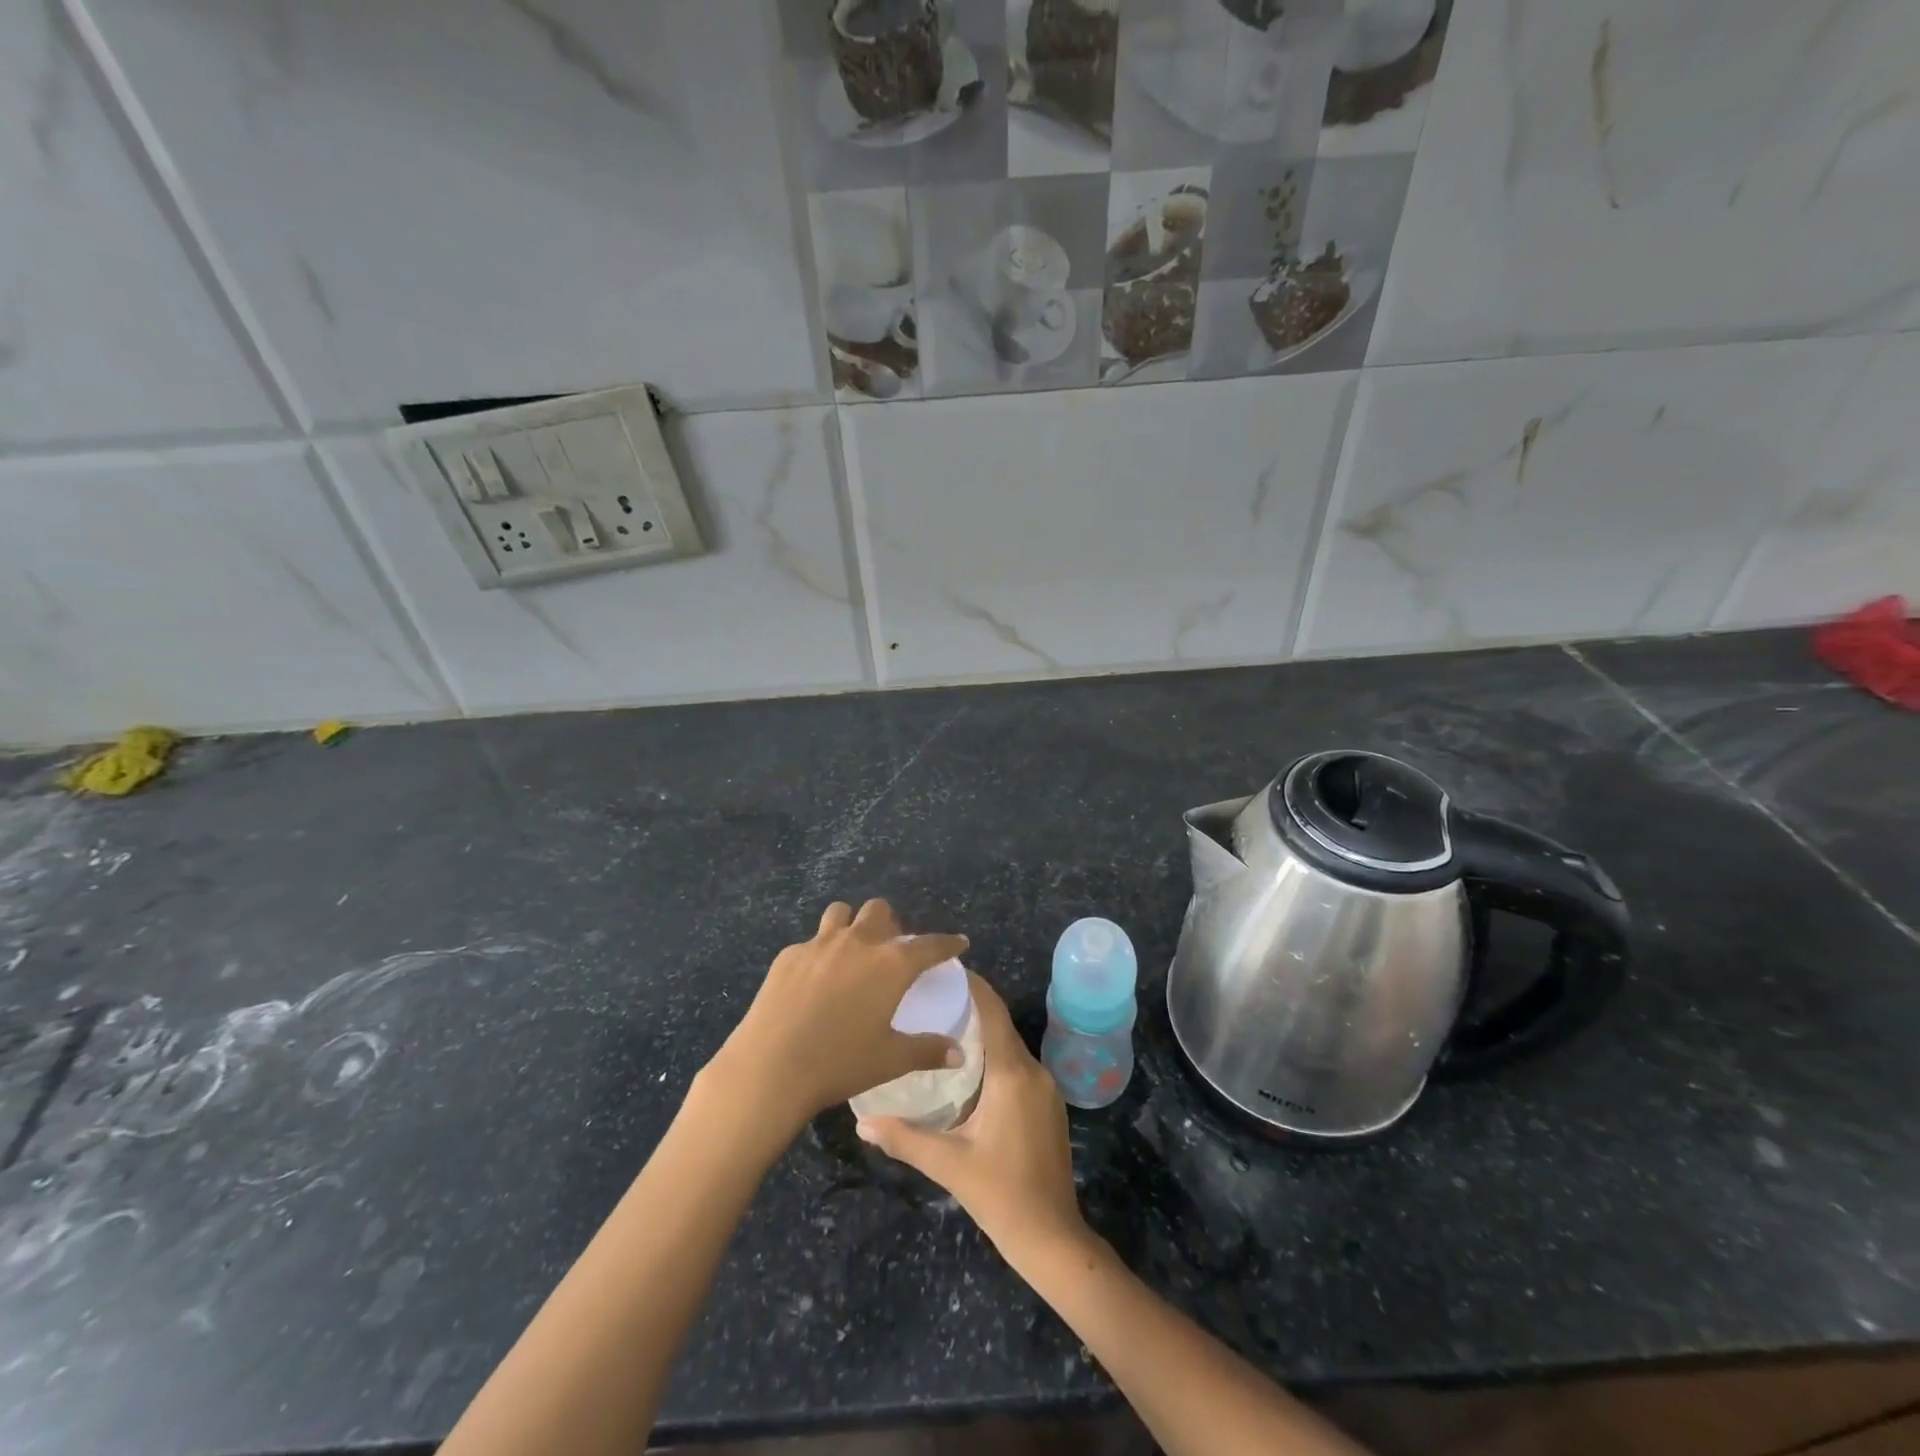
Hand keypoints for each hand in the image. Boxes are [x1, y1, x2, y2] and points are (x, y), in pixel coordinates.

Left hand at [710, 900, 967, 1131]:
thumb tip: (958, 1053)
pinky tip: (814, 981)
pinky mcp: (789, 955)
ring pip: (841, 913)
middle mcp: (858, 942)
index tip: (958, 942)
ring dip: (852, 925)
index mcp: (891, 964)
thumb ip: (927, 1050)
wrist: (770, 1067)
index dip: (947, 943)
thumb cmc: (839, 1063)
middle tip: (892, 951)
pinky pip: (811, 941)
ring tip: (851, 952)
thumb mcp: (890, 1060)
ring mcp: (819, 943)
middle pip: (880, 911)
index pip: (930, 944)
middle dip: (891, 924)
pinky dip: (820, 953)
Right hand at [856, 973, 1091, 1268]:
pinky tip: (969, 1071)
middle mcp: (1034, 1071)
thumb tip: (862, 1122)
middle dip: (971, 1008)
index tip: (946, 969)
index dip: (973, 986)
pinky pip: (1019, 1067)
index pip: (993, 1012)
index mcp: (1012, 1074)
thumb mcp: (948, 1165)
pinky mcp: (1050, 1106)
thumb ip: (904, 1138)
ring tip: (944, 1029)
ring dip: (983, 1035)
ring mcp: (1047, 1089)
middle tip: (932, 1000)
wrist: (1053, 1238)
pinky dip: (995, 1058)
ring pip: (1010, 1048)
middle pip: (1001, 1026)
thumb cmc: (1000, 1195)